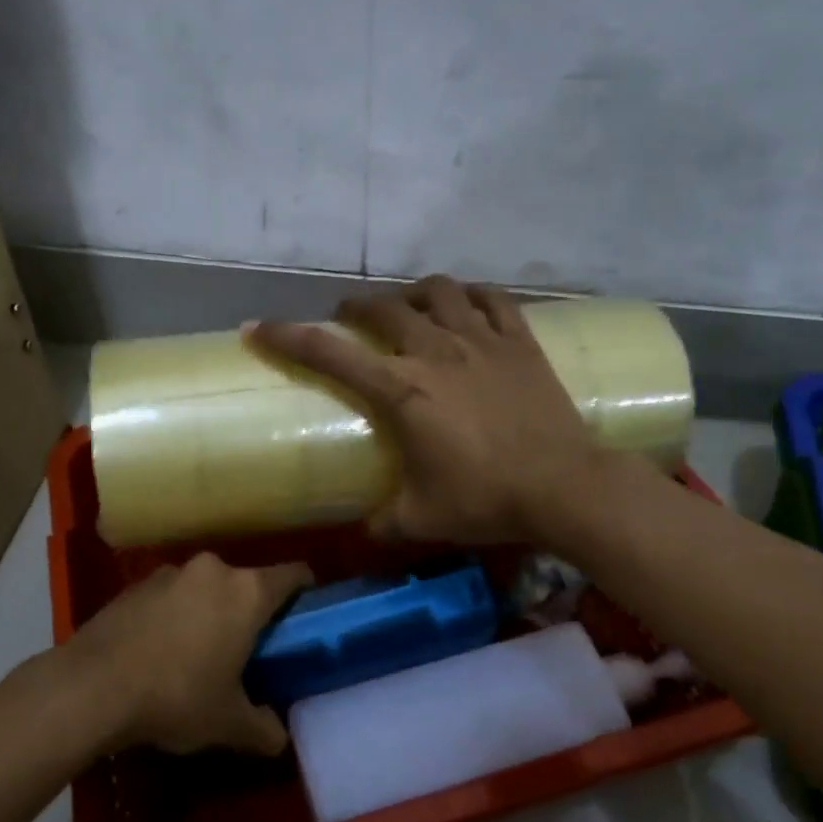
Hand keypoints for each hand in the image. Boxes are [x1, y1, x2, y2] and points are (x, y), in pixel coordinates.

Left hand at [68, 553, 312, 755]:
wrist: (93, 686)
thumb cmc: (176, 696)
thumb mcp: (227, 723)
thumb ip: (263, 728)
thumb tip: (280, 737)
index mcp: (246, 593)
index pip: (292, 574)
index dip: (305, 588)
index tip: (307, 609)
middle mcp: (213, 570)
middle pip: (245, 582)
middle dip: (250, 610)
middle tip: (249, 647)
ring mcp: (171, 572)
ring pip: (205, 587)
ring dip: (209, 610)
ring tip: (200, 650)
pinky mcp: (136, 584)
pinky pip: (171, 594)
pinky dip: (175, 613)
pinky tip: (161, 650)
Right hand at [253, 276, 623, 544]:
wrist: (565, 487)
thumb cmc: (487, 499)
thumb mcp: (421, 518)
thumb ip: (383, 521)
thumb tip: (364, 530)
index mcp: (402, 391)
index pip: (330, 354)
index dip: (288, 337)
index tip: (258, 327)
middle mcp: (435, 352)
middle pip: (383, 308)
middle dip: (355, 308)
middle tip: (348, 320)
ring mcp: (481, 341)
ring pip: (438, 291)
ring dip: (412, 293)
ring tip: (408, 307)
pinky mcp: (520, 341)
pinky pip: (492, 298)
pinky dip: (471, 294)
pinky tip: (465, 303)